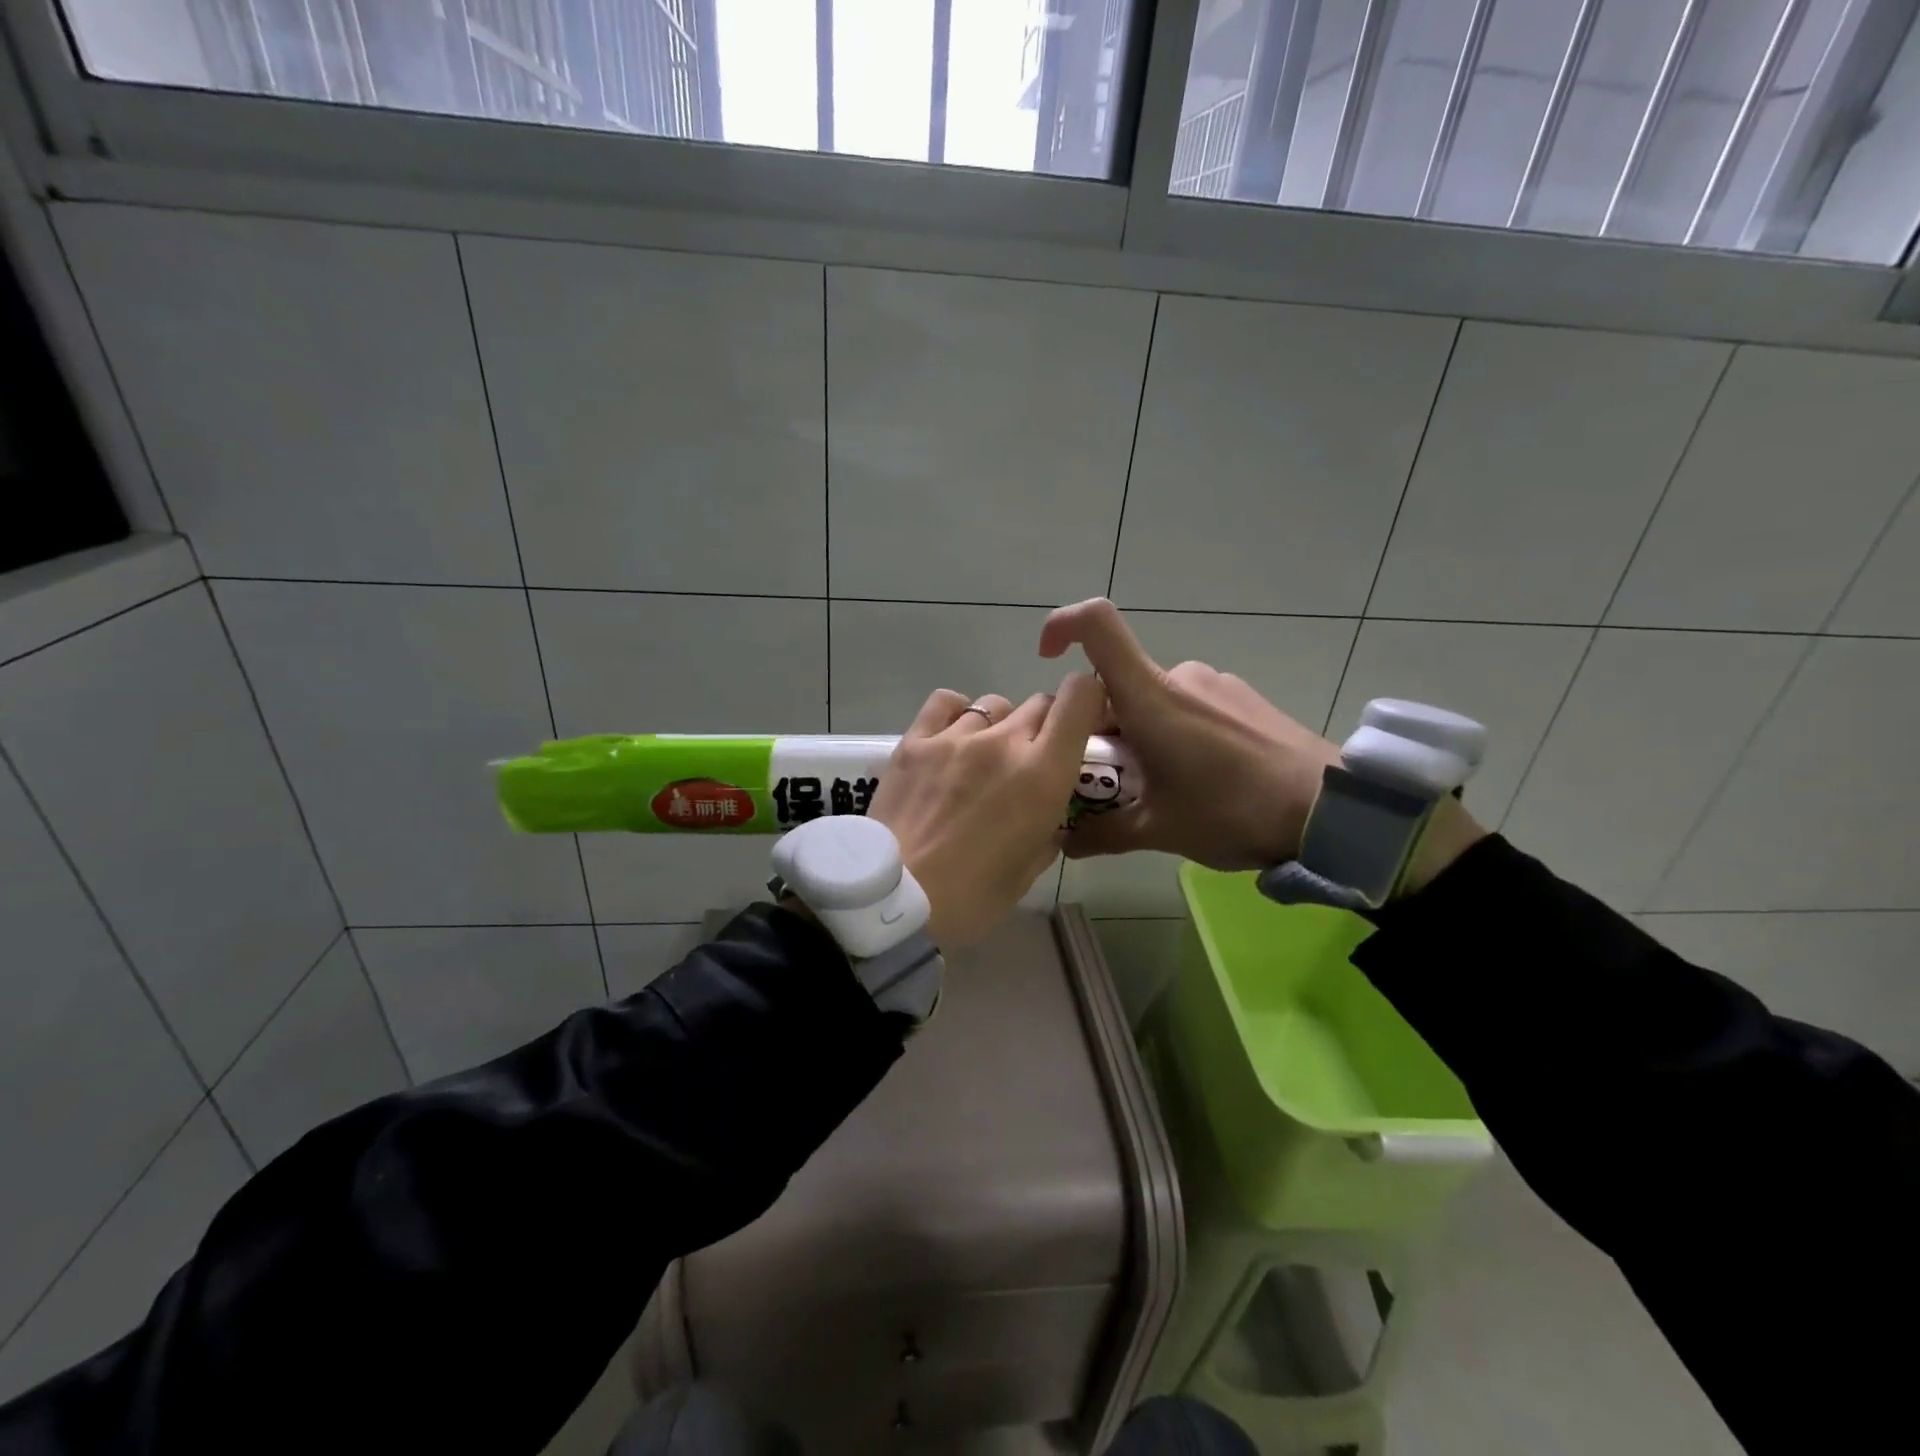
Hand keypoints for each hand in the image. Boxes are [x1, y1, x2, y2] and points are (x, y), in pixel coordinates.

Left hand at [868, 674, 1107, 947]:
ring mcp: (955, 737)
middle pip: (1039, 703)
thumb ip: (1049, 829)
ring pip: (995, 704)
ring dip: (1001, 725)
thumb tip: (1049, 814)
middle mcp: (1003, 741)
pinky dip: (956, 713)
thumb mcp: (1030, 868)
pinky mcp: (915, 741)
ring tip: (984, 757)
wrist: (897, 899)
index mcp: (1042, 773)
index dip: (1088, 701)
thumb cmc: (973, 896)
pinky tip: (951, 737)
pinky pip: (945, 702)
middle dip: (1045, 726)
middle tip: (1030, 760)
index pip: (1079, 697)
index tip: (1082, 726)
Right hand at [1038, 598, 1339, 870]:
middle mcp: (1180, 676)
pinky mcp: (1242, 697)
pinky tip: (1202, 777)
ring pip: (1154, 700)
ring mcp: (1215, 683)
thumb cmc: (1233, 811)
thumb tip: (1064, 843)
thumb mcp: (1160, 831)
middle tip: (1115, 781)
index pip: (1097, 625)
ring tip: (1163, 788)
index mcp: (1150, 697)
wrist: (1333, 811)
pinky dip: (1175, 732)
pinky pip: (1189, 706)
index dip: (1062, 626)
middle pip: (1118, 684)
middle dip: (1103, 728)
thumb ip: (1104, 834)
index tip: (1046, 658)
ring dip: (1141, 735)